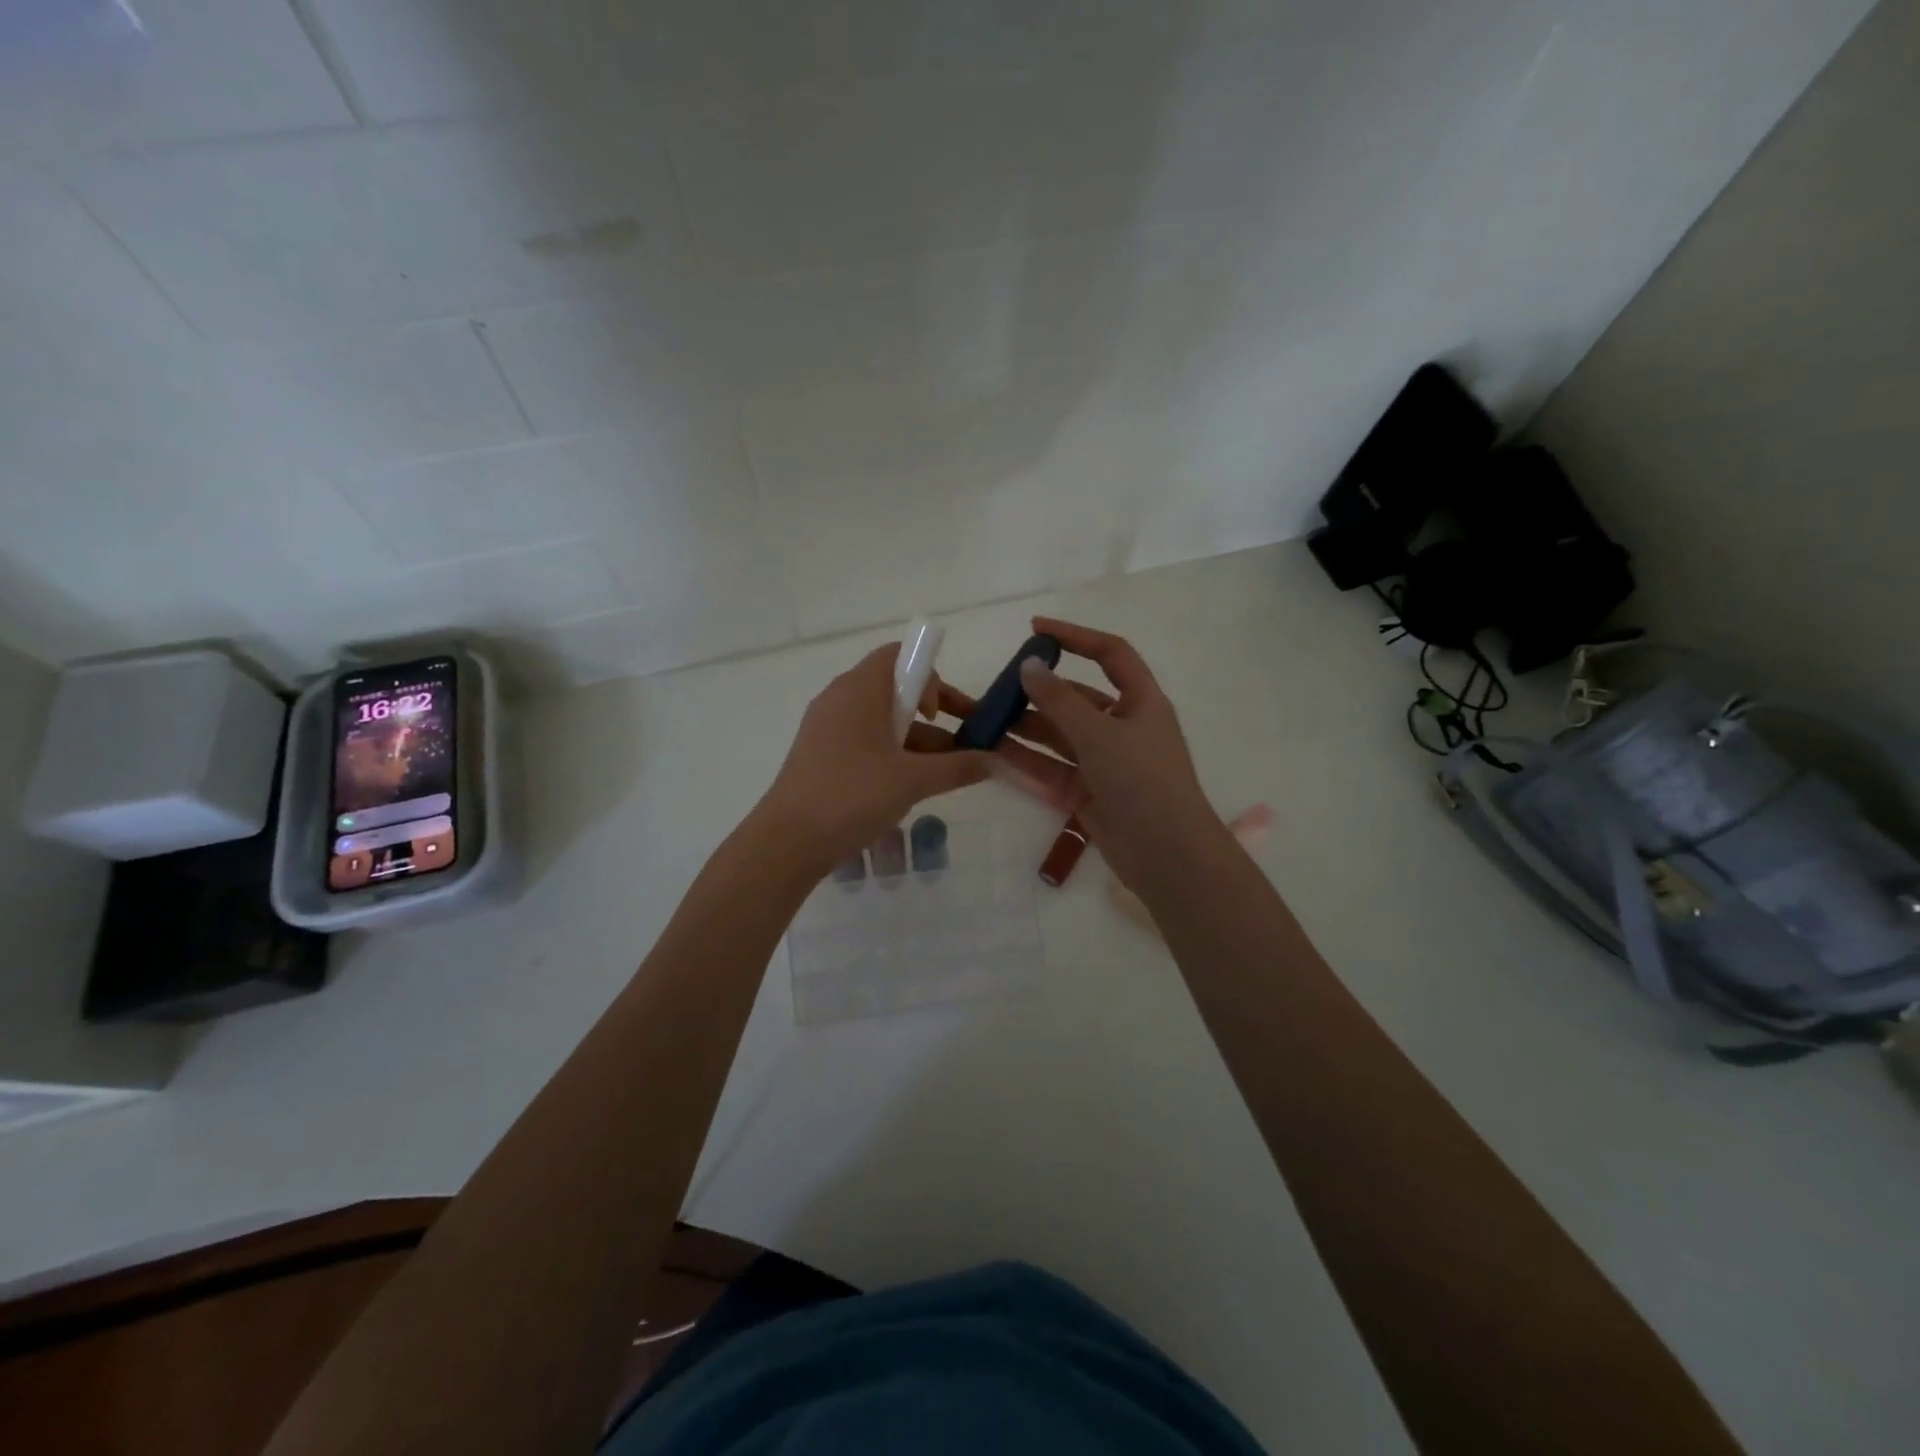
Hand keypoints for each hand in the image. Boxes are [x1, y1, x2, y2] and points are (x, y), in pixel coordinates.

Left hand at [756, 643, 990, 874]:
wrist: (787, 842)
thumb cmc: (852, 796)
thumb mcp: (913, 780)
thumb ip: (958, 767)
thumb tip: (996, 761)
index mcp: (859, 689)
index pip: (899, 655)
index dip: (930, 677)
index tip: (944, 715)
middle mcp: (840, 699)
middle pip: (894, 689)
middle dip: (933, 714)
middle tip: (961, 745)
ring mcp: (826, 729)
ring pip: (880, 720)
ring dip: (915, 741)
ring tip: (945, 776)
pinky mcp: (820, 756)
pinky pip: (864, 742)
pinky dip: (891, 755)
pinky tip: (908, 788)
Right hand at [938, 617, 1224, 891]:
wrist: (1166, 854)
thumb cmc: (1142, 781)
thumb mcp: (1099, 734)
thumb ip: (1059, 701)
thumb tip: (1028, 665)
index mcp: (1141, 702)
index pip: (1110, 654)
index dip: (1076, 637)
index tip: (1036, 629)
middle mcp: (1123, 728)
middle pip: (1077, 699)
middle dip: (1039, 692)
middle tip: (998, 687)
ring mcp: (1105, 763)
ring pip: (1060, 736)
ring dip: (1027, 727)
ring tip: (986, 719)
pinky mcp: (1089, 794)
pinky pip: (1053, 769)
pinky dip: (1028, 760)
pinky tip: (994, 752)